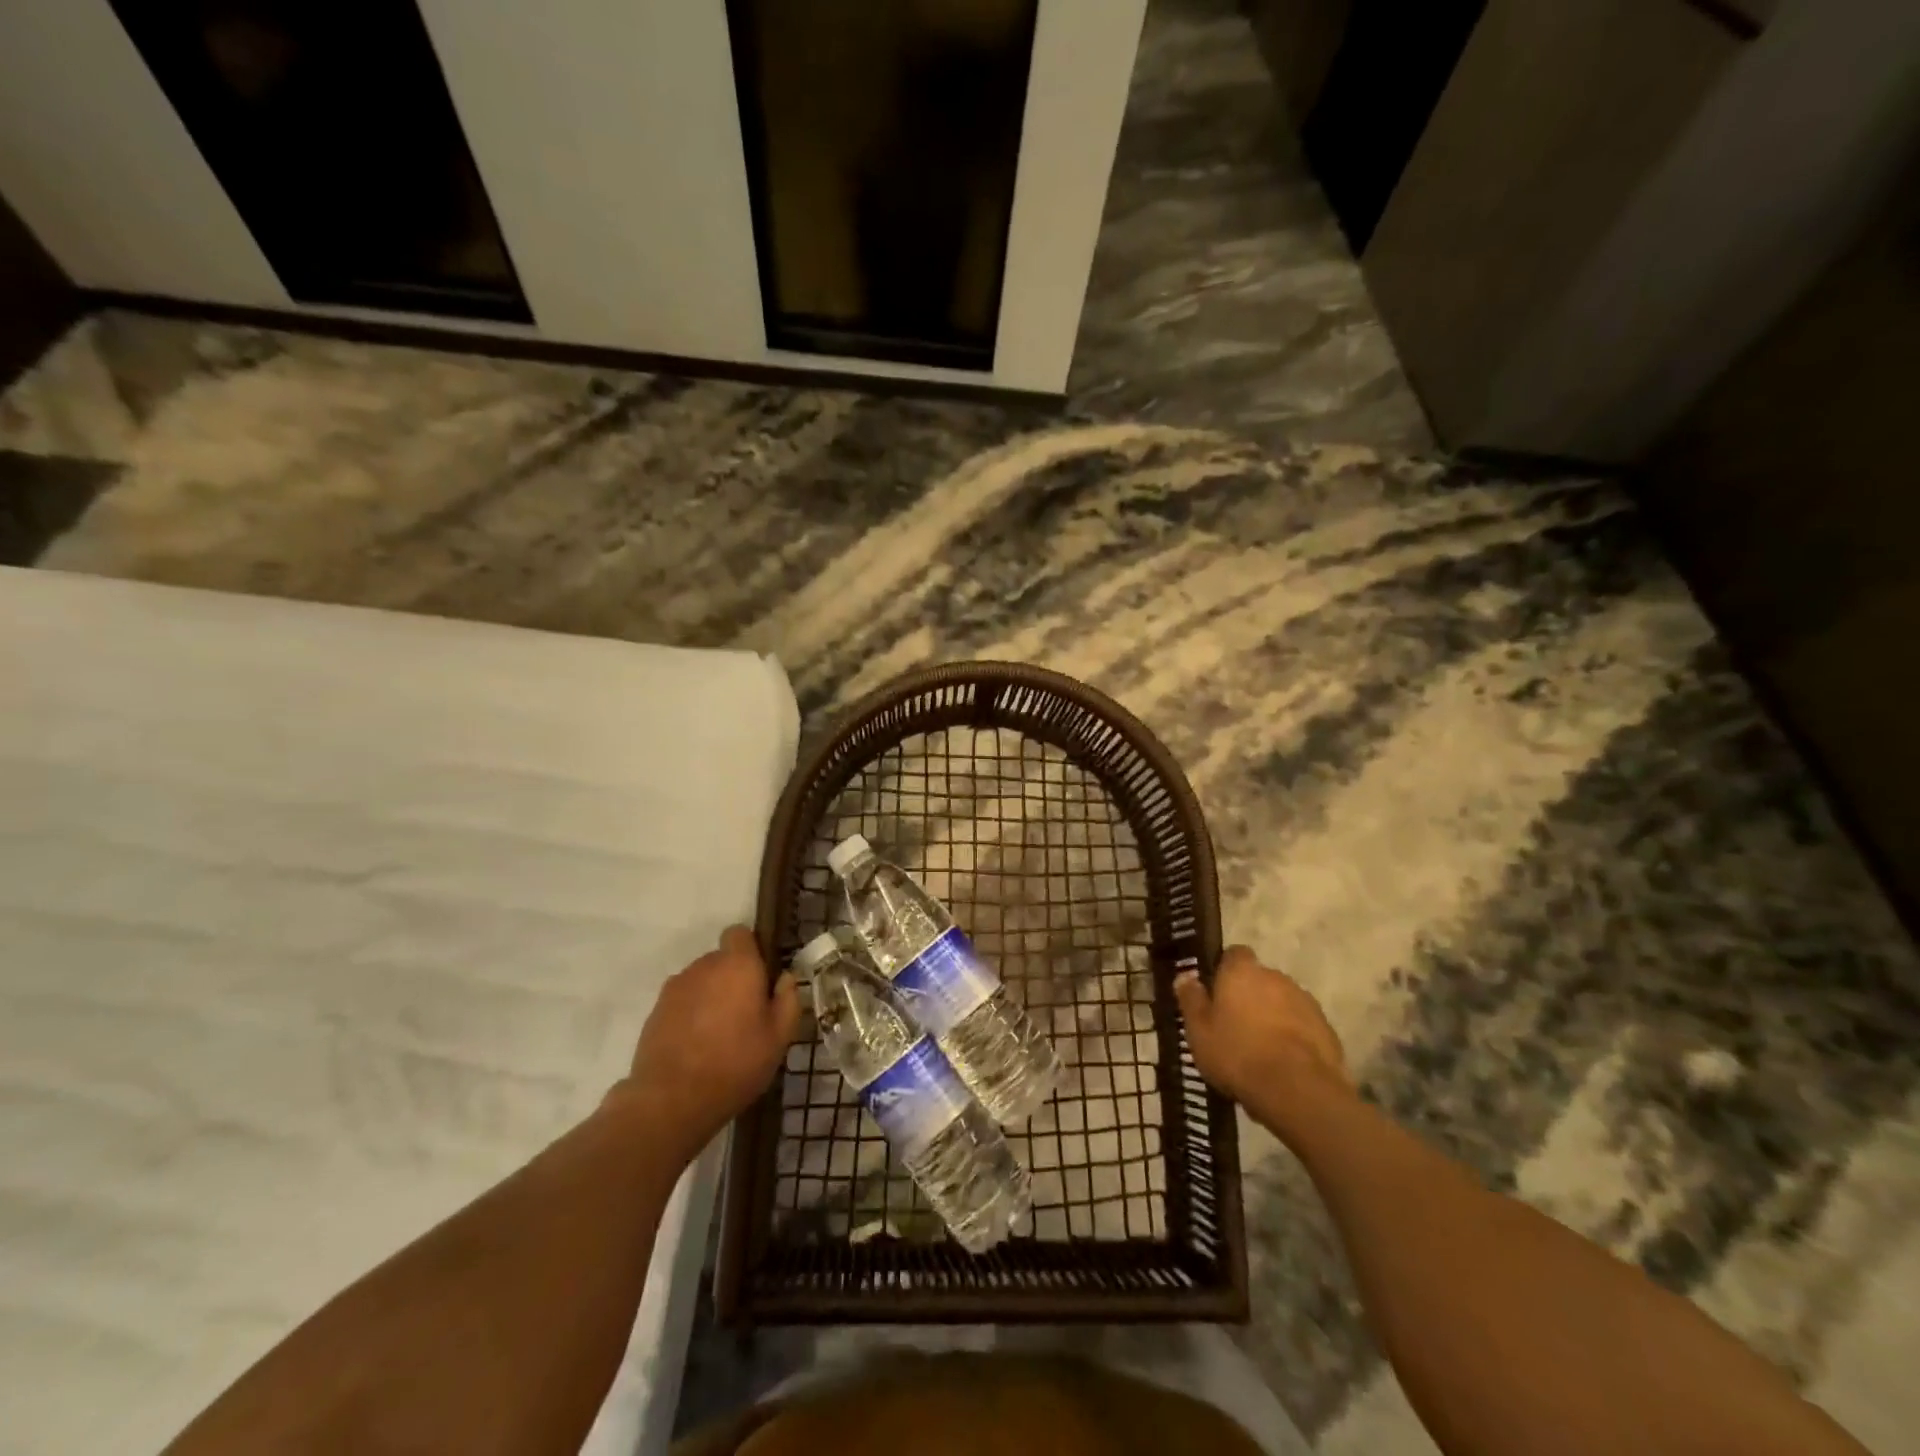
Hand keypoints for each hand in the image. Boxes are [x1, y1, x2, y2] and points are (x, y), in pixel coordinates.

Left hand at [617, 926, 800, 1158]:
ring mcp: (675, 988)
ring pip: (700, 981)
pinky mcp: (655, 1011)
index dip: (750, 949)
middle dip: (732, 978)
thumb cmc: (736, 1064)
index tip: (759, 977)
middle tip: (744, 1013)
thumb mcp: (779, 1038)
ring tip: (718, 1034)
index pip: (739, 933)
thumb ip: (788, 1000)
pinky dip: (690, 1014)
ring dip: (710, 996)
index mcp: (738, 965)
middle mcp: (704, 967)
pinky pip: (681, 1002)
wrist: (671, 1100)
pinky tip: (696, 1046)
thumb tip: (785, 978)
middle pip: (721, 960)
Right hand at [1173, 946, 1348, 1108]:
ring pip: (1282, 1002)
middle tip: (1234, 1025)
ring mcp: (1305, 1002)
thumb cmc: (1238, 1054)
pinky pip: (1302, 1026)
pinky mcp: (1326, 1029)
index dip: (1224, 970)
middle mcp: (1276, 977)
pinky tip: (1283, 1063)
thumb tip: (1185, 976)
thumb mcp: (1199, 1031)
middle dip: (1249, 996)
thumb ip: (1191, 1000)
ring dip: (1272, 1016)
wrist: (1299, 1091)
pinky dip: (1293, 1037)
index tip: (1216, 992)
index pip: (1234, 954)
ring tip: (1260, 1049)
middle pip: (1259, 979)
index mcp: (1242, 972)